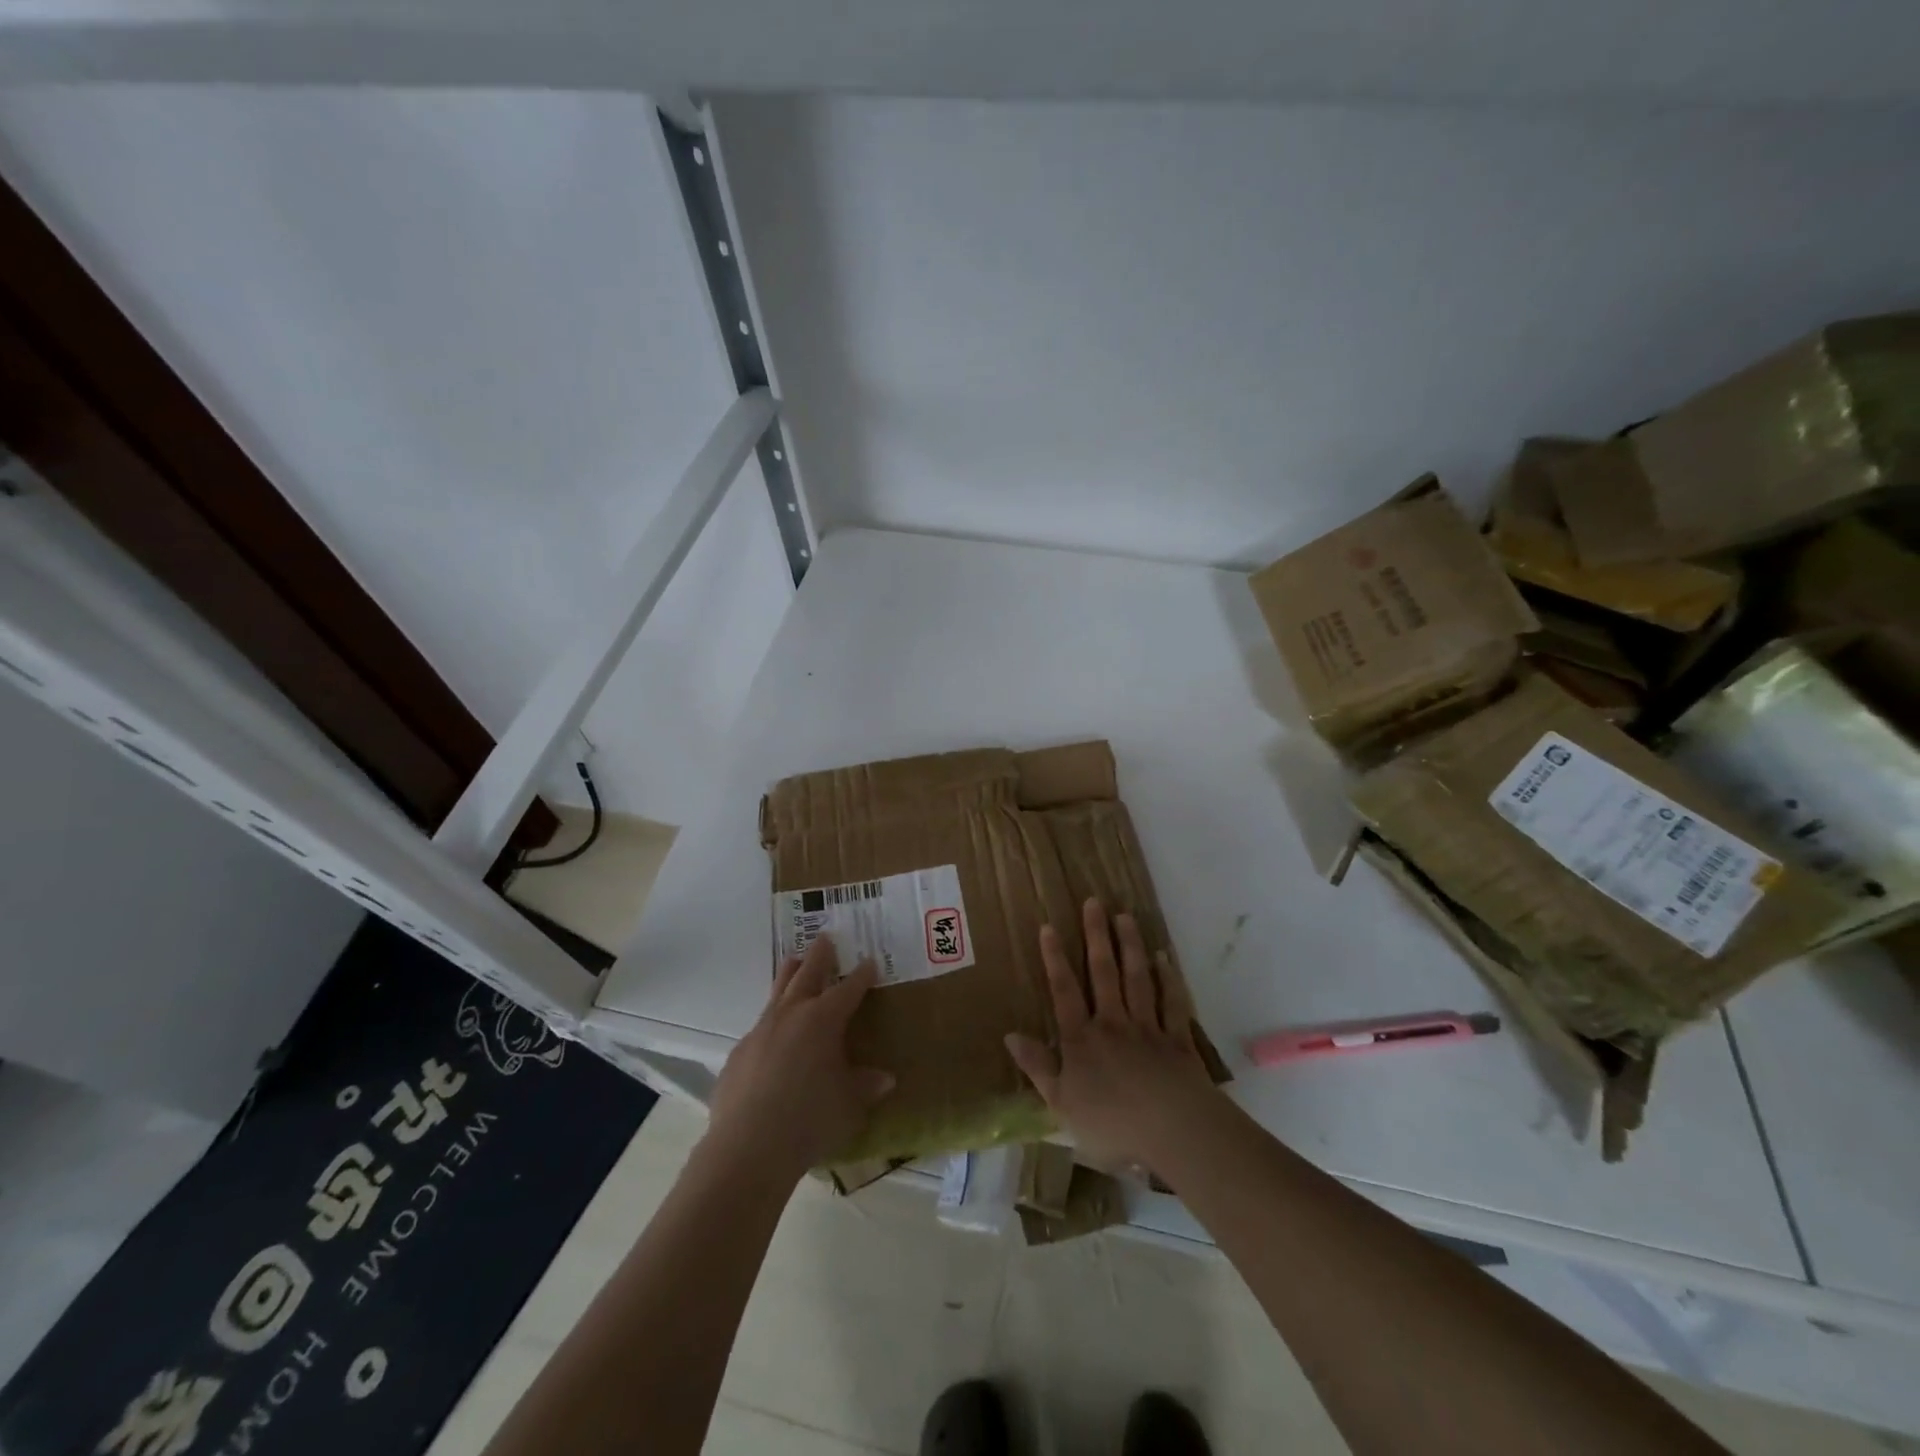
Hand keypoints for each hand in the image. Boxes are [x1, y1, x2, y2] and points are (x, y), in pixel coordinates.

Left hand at [706, 935, 894, 1177]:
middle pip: (807, 974)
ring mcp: (760, 1031)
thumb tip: (885, 1078)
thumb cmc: (810, 1119)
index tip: (869, 961)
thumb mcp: (849, 1104)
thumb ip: (866, 1085)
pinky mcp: (739, 1053)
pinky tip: (772, 1037)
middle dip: (819, 956)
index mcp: (822, 1020)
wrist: (748, 1148)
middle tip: (825, 938)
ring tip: (793, 961)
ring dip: (789, 974)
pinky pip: (759, 1028)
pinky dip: (771, 1023)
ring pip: (777, 991)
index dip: (861, 975)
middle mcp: (791, 1015)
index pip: (848, 989)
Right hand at [1005, 898, 1220, 1174]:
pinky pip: (1172, 1002)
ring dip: (1131, 946)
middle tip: (1094, 902)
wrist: (1173, 1131)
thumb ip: (1038, 1067)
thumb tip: (1010, 1036)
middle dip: (1097, 936)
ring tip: (1125, 916)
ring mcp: (1148, 1028)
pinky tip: (1164, 958)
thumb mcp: (1060, 1104)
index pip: (1064, 991)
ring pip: (1137, 979)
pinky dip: (1169, 979)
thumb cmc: (1111, 1122)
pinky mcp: (1178, 1040)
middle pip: (1104, 973)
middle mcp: (1113, 1023)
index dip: (1055, 958)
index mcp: (1082, 1039)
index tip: (1049, 926)